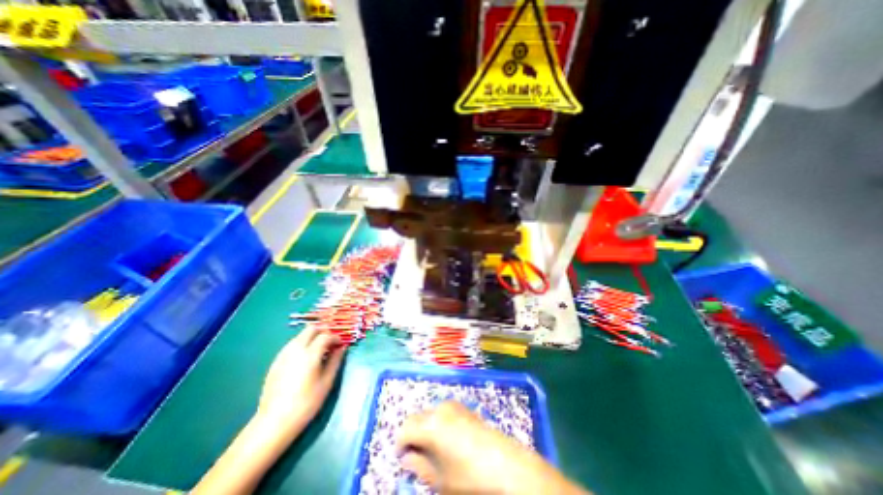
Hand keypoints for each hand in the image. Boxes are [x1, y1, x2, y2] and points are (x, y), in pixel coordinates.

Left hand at [256, 330, 344, 435]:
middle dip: (323, 331)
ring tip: (319, 350)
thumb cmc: (306, 403)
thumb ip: (335, 361)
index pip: (326, 335)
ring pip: (300, 336)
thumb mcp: (326, 382)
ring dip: (312, 337)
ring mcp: (283, 355)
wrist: (274, 422)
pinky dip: (302, 345)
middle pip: (311, 329)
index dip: (335, 337)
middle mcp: (295, 349)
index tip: (340, 344)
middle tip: (330, 342)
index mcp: (310, 354)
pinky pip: (292, 345)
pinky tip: (305, 359)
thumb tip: (342, 348)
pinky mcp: (275, 362)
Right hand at [397, 403, 587, 494]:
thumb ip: (419, 466)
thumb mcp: (440, 479)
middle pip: (417, 417)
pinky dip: (439, 423)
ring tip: (433, 449)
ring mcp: (454, 406)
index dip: (400, 443)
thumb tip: (407, 458)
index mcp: (431, 424)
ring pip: (430, 413)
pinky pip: (443, 412)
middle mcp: (440, 408)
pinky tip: (448, 440)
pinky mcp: (465, 408)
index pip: (405, 428)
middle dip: (412, 434)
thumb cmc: (470, 477)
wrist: (508, 466)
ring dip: (426, 427)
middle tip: (416, 455)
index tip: (402, 458)